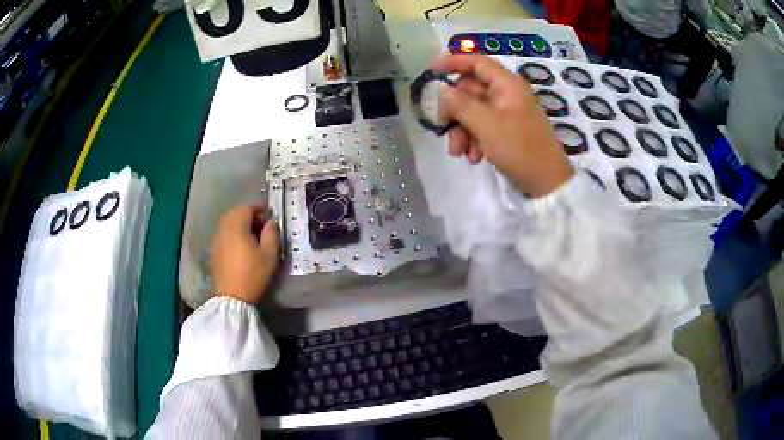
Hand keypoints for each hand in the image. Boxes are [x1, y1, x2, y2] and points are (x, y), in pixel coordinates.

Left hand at [211, 204, 279, 304]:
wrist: (232, 297)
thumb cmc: (253, 274)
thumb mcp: (269, 255)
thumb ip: (271, 234)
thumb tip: (270, 222)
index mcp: (237, 226)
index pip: (247, 208)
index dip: (259, 208)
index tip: (270, 214)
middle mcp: (224, 229)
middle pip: (235, 213)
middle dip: (249, 214)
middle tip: (262, 224)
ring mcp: (217, 240)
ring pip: (228, 223)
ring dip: (240, 224)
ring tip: (252, 235)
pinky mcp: (214, 251)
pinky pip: (224, 234)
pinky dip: (233, 233)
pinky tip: (241, 246)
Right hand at [434, 55, 573, 197]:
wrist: (547, 183)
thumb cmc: (519, 148)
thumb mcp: (486, 124)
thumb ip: (460, 104)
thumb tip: (440, 90)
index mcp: (508, 85)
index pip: (477, 62)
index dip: (453, 62)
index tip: (431, 71)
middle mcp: (507, 95)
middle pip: (471, 91)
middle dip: (455, 111)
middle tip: (441, 126)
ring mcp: (508, 114)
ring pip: (474, 112)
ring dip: (462, 130)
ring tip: (458, 152)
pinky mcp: (508, 131)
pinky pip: (484, 127)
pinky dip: (474, 140)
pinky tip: (474, 158)